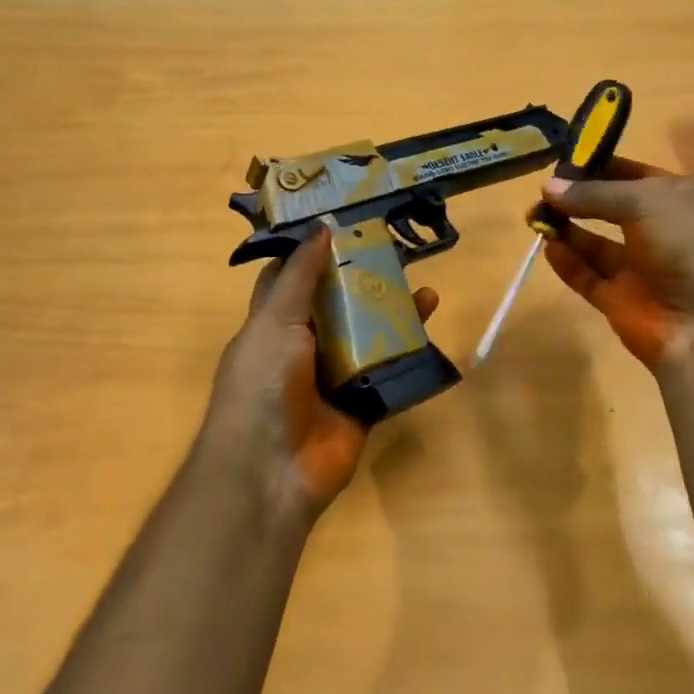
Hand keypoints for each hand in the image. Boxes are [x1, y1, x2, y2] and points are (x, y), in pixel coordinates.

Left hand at [202, 229, 437, 525]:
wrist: (271, 470)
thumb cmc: (262, 385)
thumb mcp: (274, 321)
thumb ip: (300, 277)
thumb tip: (322, 228)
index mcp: (274, 325)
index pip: (294, 279)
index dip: (316, 251)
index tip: (348, 223)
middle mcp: (304, 348)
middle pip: (339, 306)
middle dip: (366, 280)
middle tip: (400, 253)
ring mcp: (334, 378)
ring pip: (370, 338)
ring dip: (395, 315)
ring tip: (426, 290)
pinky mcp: (362, 405)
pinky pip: (389, 374)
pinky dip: (410, 355)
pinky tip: (431, 331)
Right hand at [541, 157, 693, 371]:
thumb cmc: (690, 245)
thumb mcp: (645, 203)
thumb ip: (594, 194)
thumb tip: (548, 187)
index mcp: (683, 198)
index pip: (635, 174)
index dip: (600, 166)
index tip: (561, 161)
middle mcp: (663, 230)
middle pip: (611, 208)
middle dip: (578, 199)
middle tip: (542, 192)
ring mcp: (641, 268)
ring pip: (597, 244)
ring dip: (568, 229)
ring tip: (535, 217)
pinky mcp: (621, 301)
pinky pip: (588, 277)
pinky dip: (568, 263)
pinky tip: (548, 248)